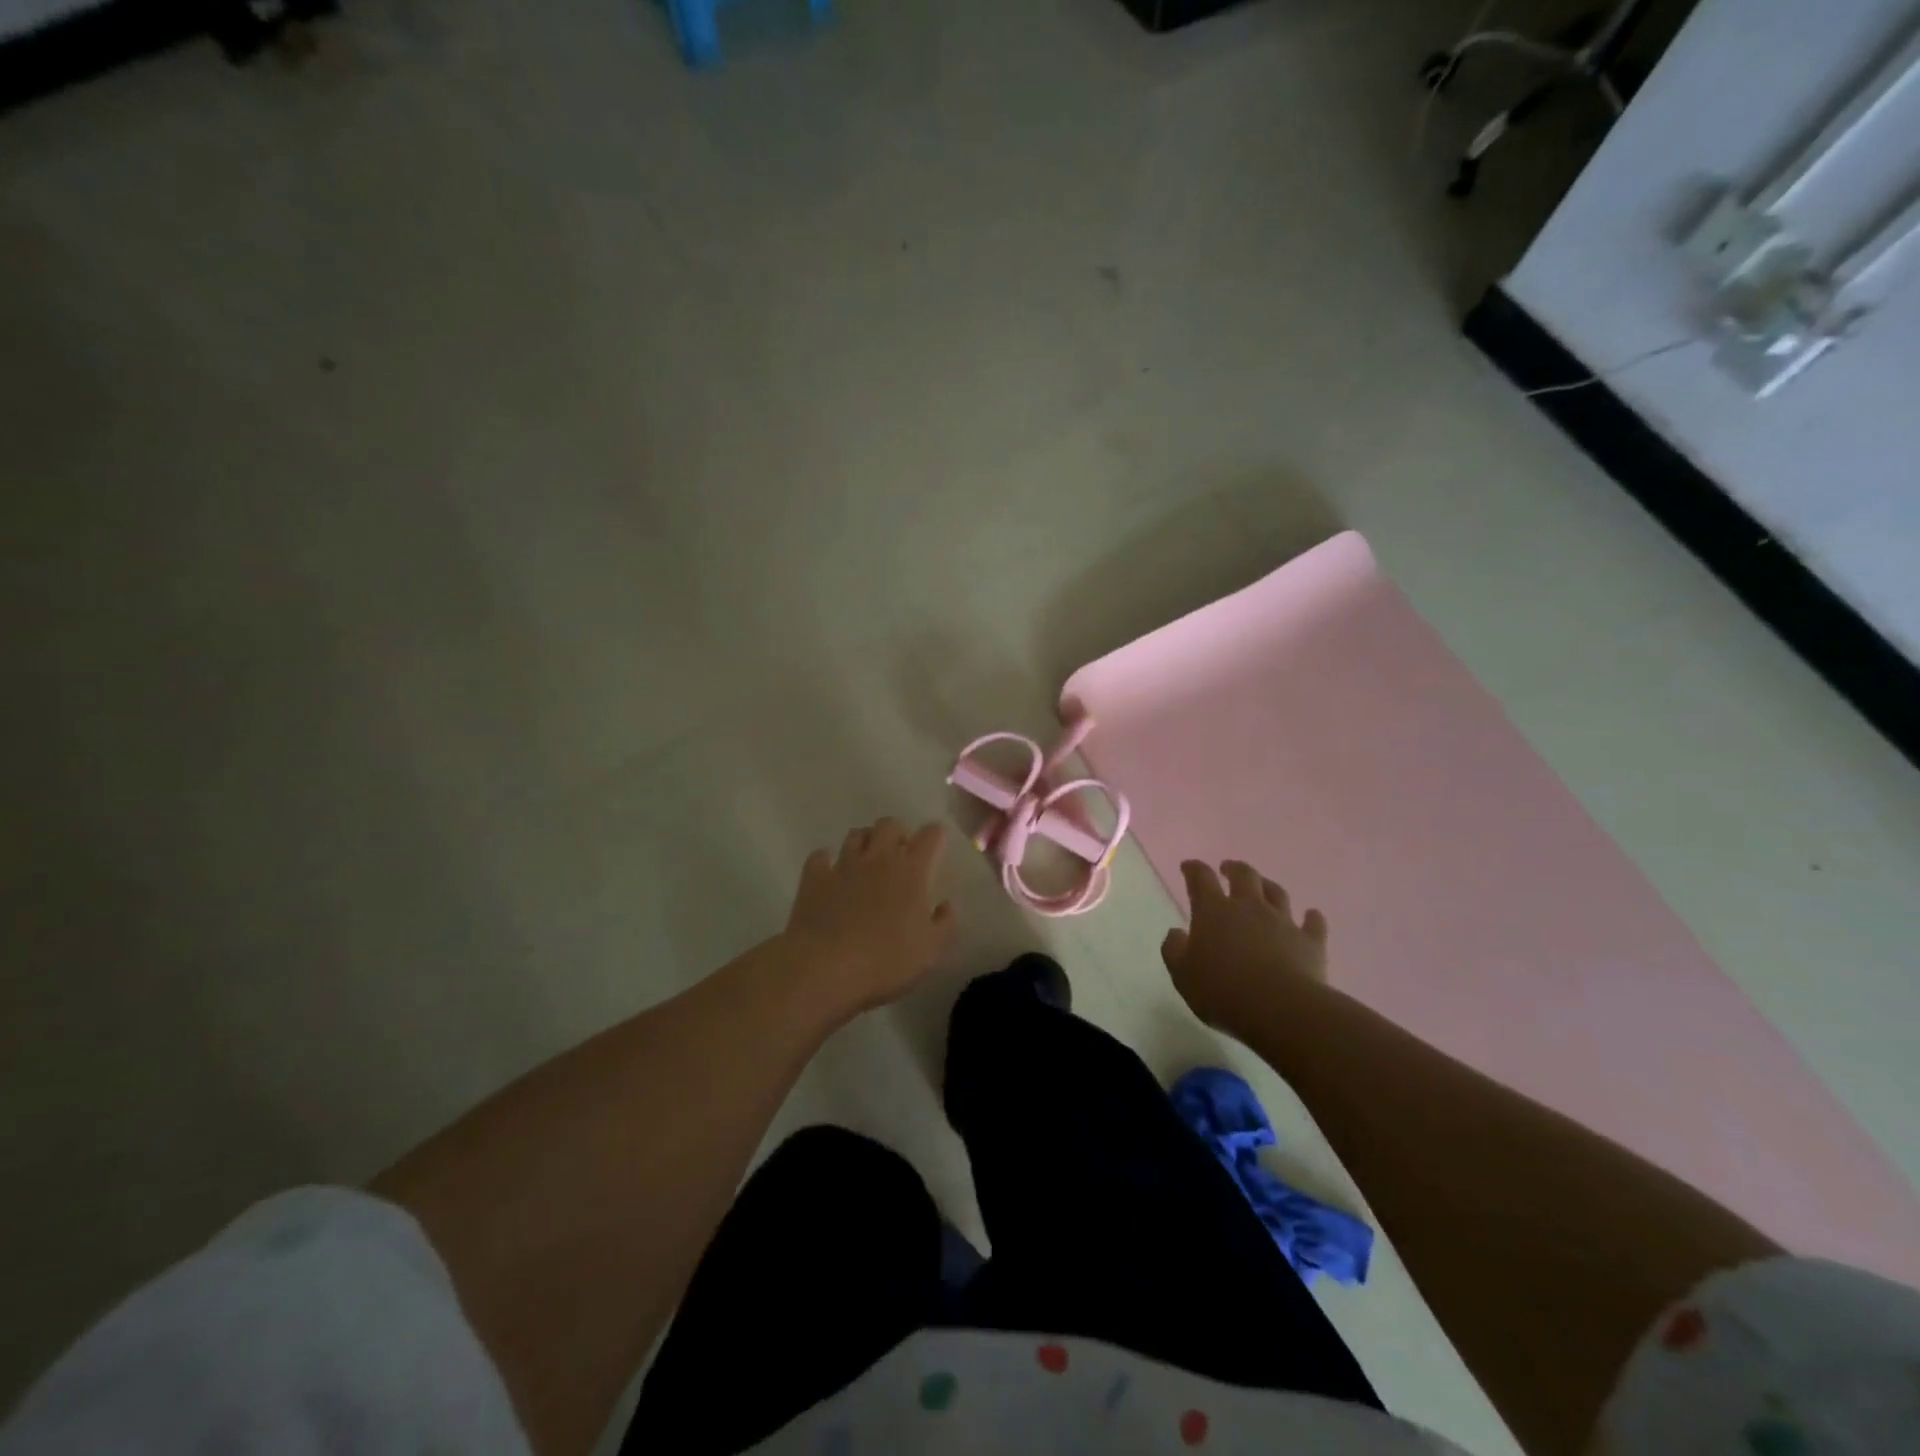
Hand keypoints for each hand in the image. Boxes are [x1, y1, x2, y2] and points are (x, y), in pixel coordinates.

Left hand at [784, 818, 955, 1016]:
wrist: (826, 967)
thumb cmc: (886, 960)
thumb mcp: (930, 950)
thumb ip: (944, 923)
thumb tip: (945, 905)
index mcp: (911, 871)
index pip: (929, 836)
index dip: (935, 834)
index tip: (936, 840)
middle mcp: (878, 858)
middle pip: (889, 825)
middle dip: (897, 833)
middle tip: (899, 853)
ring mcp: (843, 865)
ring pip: (855, 835)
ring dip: (865, 842)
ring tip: (867, 860)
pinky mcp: (814, 878)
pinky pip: (820, 857)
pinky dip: (826, 861)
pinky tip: (830, 873)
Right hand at [1160, 860, 1328, 1030]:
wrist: (1280, 1010)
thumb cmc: (1222, 992)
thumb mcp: (1182, 975)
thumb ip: (1174, 950)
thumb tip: (1176, 933)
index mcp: (1213, 911)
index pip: (1201, 878)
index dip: (1193, 869)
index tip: (1188, 867)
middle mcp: (1249, 907)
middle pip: (1244, 876)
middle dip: (1234, 869)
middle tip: (1227, 869)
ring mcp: (1283, 922)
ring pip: (1277, 893)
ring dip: (1268, 886)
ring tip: (1263, 887)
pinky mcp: (1310, 942)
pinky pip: (1313, 923)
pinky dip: (1311, 917)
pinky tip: (1311, 915)